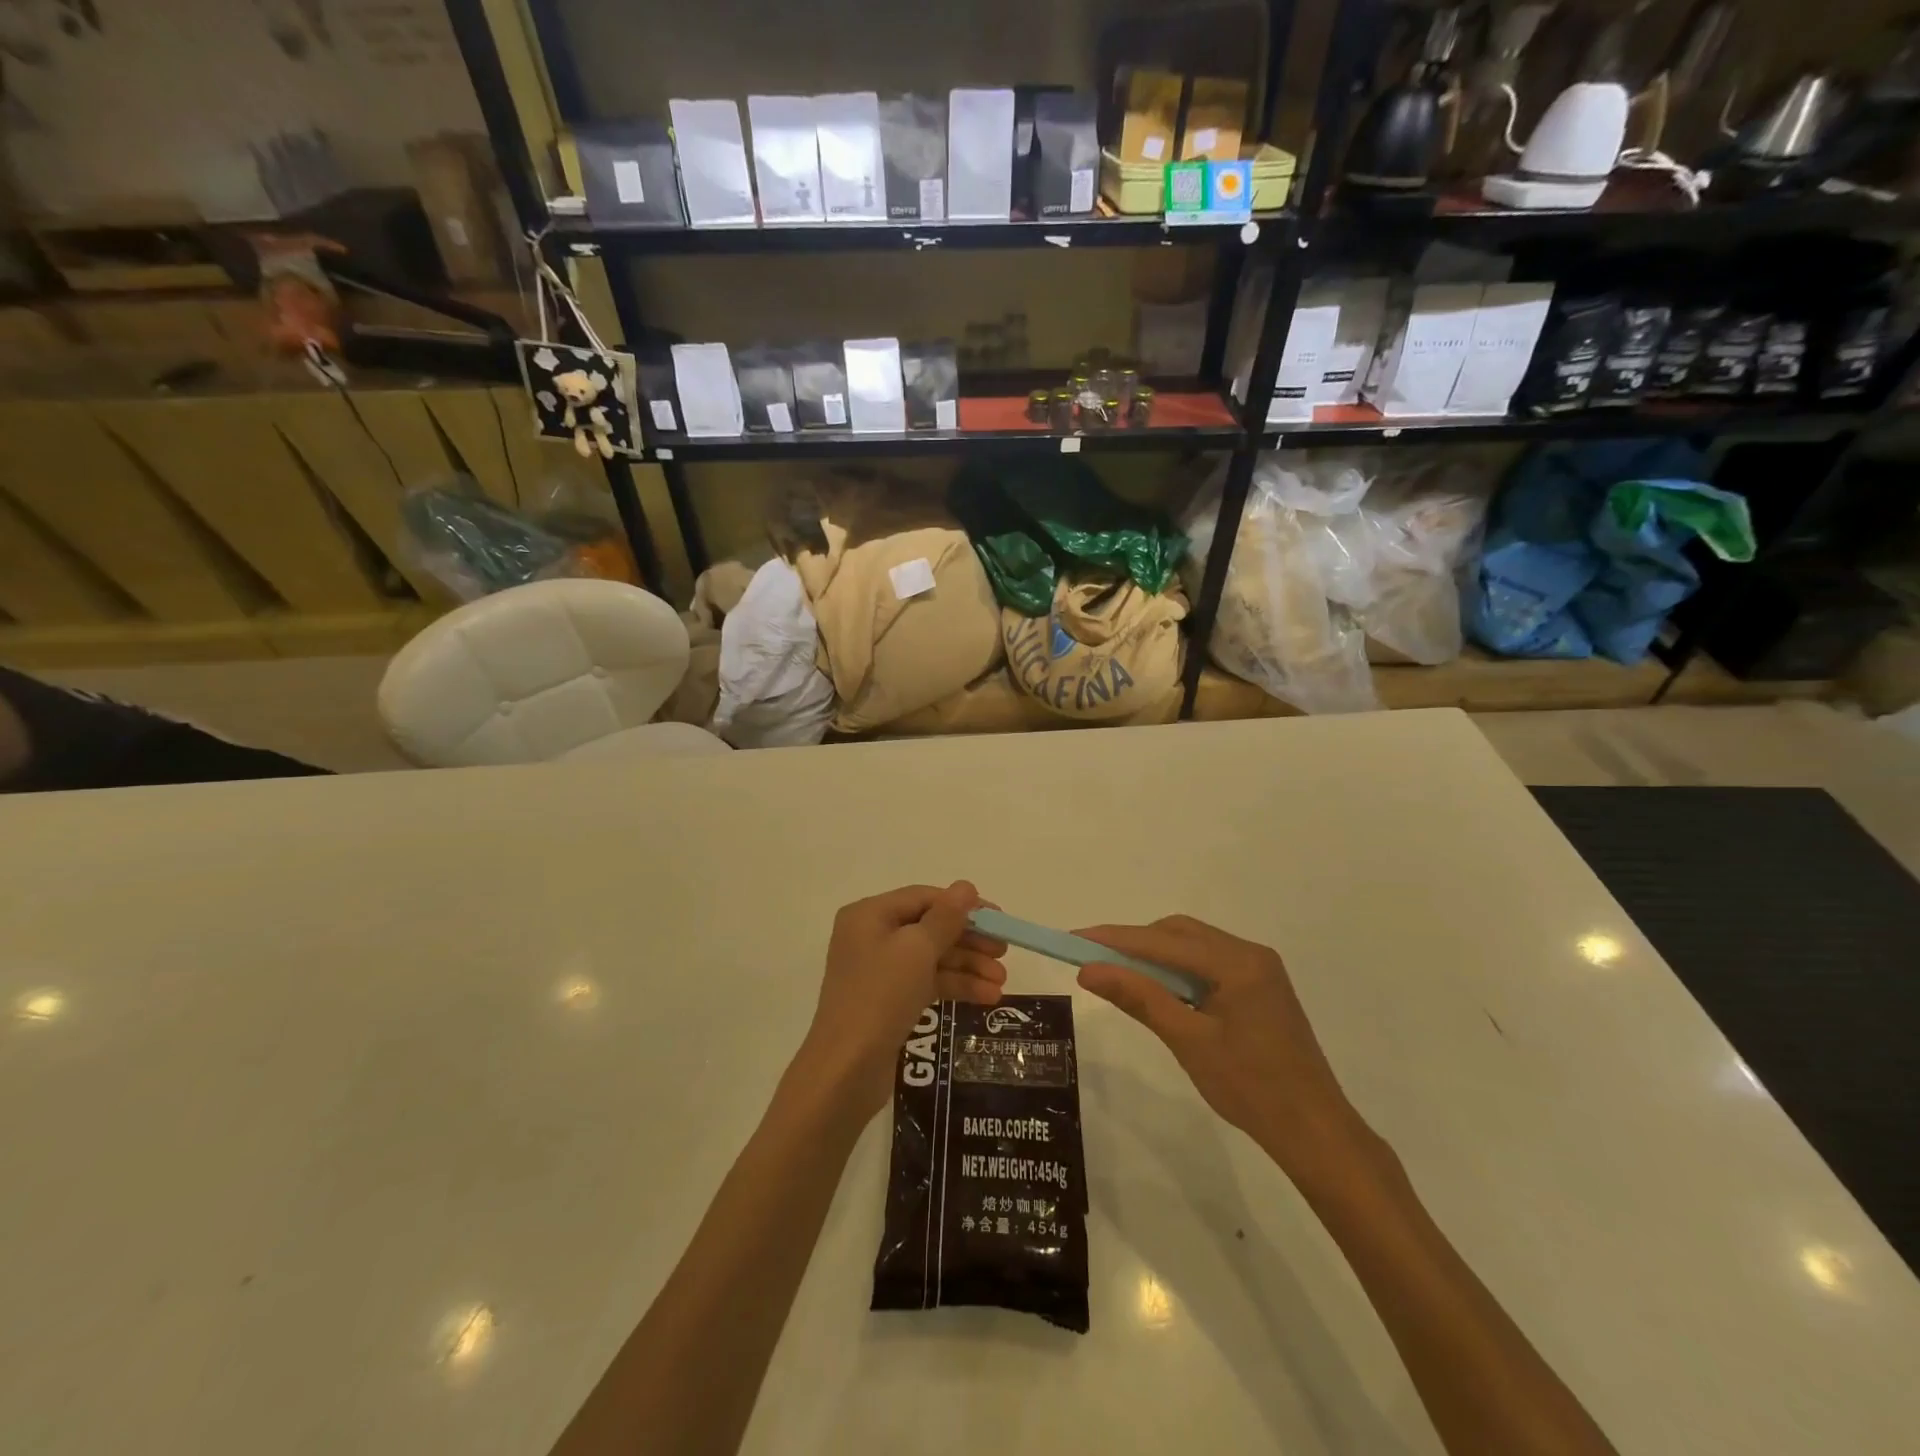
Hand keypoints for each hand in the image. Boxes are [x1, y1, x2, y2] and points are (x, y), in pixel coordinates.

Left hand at [798, 882, 1007, 1117]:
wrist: (846, 1070)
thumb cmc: (879, 997)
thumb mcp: (916, 950)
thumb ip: (945, 917)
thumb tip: (967, 886)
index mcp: (869, 915)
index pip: (924, 898)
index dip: (963, 906)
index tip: (998, 918)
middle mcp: (871, 936)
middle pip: (930, 928)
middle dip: (969, 940)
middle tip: (1004, 952)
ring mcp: (879, 970)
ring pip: (932, 958)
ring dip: (968, 967)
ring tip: (1002, 983)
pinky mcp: (888, 1000)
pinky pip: (927, 982)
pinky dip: (955, 986)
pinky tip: (987, 998)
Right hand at [1075, 916, 1372, 1178]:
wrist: (1315, 1132)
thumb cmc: (1251, 1089)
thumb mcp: (1188, 1041)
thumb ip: (1139, 998)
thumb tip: (1089, 970)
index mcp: (1238, 962)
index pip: (1162, 941)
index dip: (1115, 939)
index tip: (1074, 939)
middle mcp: (1250, 953)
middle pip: (1179, 933)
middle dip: (1134, 942)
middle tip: (1094, 959)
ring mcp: (1259, 969)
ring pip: (1193, 946)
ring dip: (1155, 956)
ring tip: (1120, 974)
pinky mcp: (1260, 987)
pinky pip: (1208, 963)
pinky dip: (1178, 971)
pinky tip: (1160, 990)